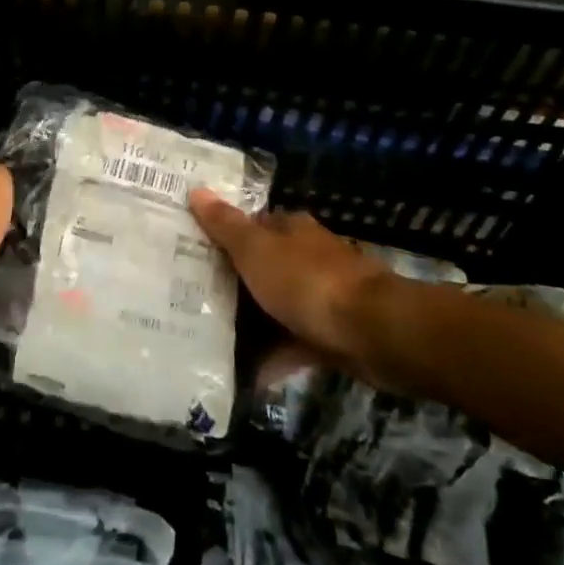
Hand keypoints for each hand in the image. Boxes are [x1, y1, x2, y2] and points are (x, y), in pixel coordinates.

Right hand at [189, 191, 386, 367]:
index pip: (253, 225)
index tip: (192, 252)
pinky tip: (246, 375)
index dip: (224, 235)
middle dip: (234, 283)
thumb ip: (225, 225)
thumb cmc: (307, 281)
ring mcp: (323, 296)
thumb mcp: (255, 250)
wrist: (372, 331)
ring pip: (278, 306)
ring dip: (253, 323)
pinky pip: (294, 343)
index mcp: (291, 230)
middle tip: (192, 299)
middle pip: (264, 267)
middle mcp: (308, 257)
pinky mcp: (332, 333)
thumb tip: (196, 190)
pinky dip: (274, 356)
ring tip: (211, 340)